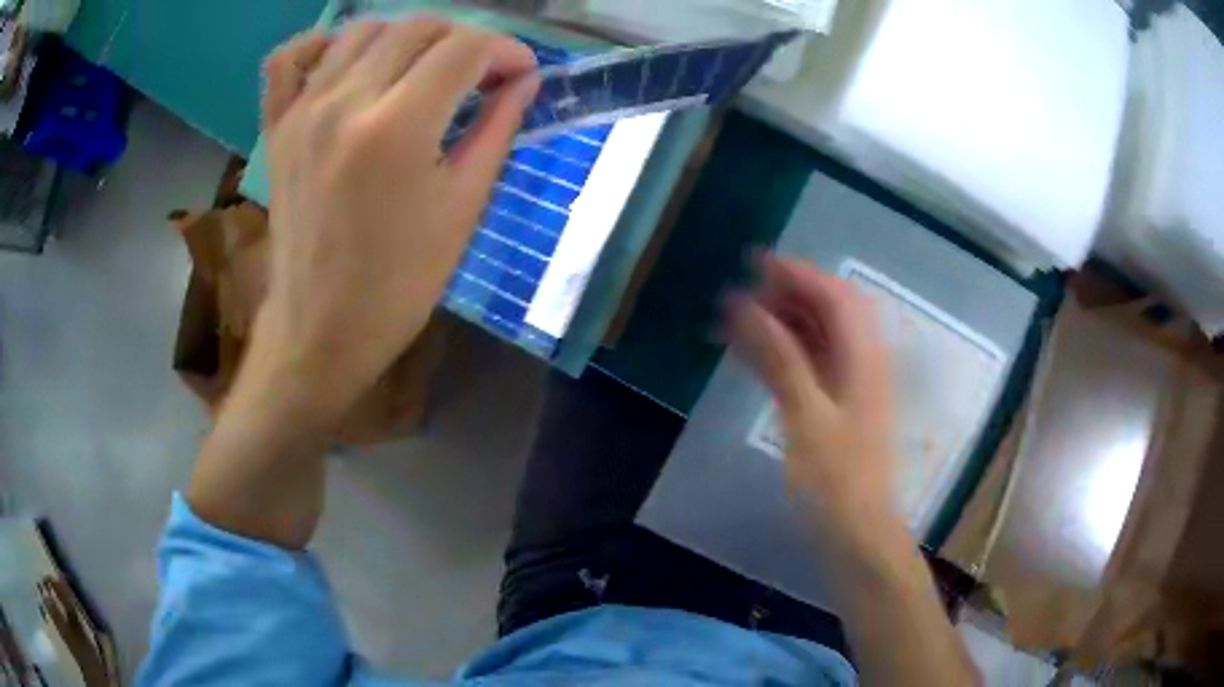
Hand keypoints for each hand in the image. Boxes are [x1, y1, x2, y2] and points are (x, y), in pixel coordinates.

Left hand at [252, 18, 539, 425]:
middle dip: (462, 39)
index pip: (465, 48)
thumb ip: (498, 128)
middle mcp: (345, 102)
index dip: (505, 50)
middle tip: (478, 72)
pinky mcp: (277, 126)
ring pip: (362, 29)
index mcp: (398, 128)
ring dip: (405, 36)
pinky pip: (290, 58)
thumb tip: (524, 80)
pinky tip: (346, 61)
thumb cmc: (401, 281)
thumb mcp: (463, 206)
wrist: (322, 327)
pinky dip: (322, 44)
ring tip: (422, 66)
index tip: (520, 72)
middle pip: (417, 27)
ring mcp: (303, 110)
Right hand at [726, 255, 894, 528]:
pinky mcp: (838, 408)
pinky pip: (811, 366)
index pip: (835, 296)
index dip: (798, 274)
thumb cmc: (836, 481)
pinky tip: (754, 355)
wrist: (857, 534)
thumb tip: (748, 309)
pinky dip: (785, 354)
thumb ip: (782, 360)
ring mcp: (851, 386)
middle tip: (744, 294)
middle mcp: (862, 363)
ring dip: (783, 323)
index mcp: (863, 358)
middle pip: (829, 312)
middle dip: (789, 295)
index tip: (756, 263)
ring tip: (739, 320)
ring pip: (818, 338)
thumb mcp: (807, 418)